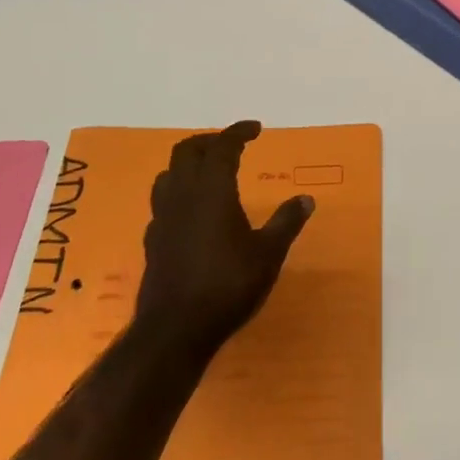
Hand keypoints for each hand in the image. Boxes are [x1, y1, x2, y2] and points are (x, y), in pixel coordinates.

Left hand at [134, 121, 313, 361]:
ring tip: (209, 173)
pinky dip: (179, 194)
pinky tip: (191, 212)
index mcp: (212, 190)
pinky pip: (163, 202)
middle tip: (232, 146)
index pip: (223, 146)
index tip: (256, 129)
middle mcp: (183, 195)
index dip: (239, 133)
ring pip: (169, 173)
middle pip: (187, 151)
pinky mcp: (152, 240)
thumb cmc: (227, 285)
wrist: (174, 330)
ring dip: (189, 165)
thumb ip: (286, 222)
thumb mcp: (268, 254)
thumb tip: (306, 199)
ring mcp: (163, 217)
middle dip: (210, 142)